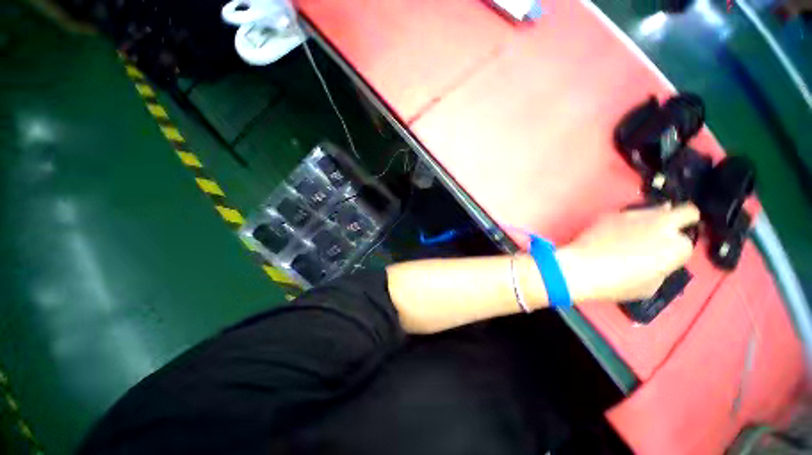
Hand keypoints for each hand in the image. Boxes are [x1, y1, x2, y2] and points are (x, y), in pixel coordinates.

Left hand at [557, 203, 699, 302]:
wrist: (580, 268)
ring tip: (640, 231)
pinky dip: (630, 220)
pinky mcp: (613, 213)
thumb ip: (661, 268)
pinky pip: (630, 213)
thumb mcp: (651, 286)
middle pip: (686, 212)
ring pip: (657, 208)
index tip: (665, 256)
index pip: (686, 244)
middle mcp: (662, 225)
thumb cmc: (617, 283)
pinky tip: (618, 231)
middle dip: (683, 220)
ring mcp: (636, 215)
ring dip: (656, 218)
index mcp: (677, 246)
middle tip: (670, 231)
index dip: (676, 251)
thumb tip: (657, 259)